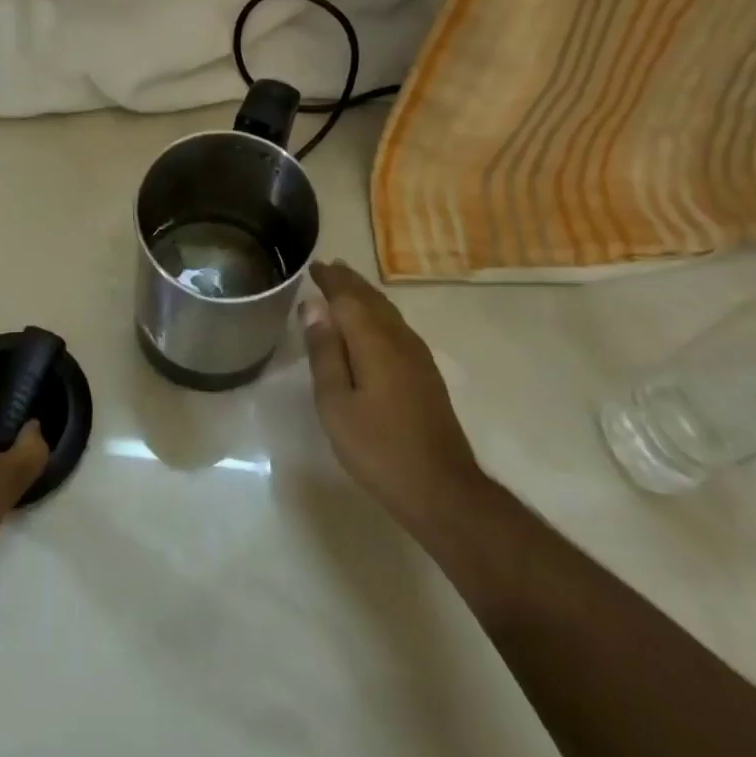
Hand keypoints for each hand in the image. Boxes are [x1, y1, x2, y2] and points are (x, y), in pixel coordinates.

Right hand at [302, 261, 491, 545]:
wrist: (442, 490)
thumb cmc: (379, 449)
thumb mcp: (336, 404)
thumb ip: (324, 352)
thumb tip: (313, 306)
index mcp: (374, 341)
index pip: (348, 296)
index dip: (330, 280)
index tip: (313, 266)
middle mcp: (399, 338)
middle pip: (371, 298)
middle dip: (349, 281)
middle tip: (328, 268)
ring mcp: (418, 355)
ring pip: (387, 311)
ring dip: (365, 295)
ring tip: (346, 287)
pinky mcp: (426, 373)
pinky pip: (397, 326)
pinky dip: (378, 313)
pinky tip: (373, 325)